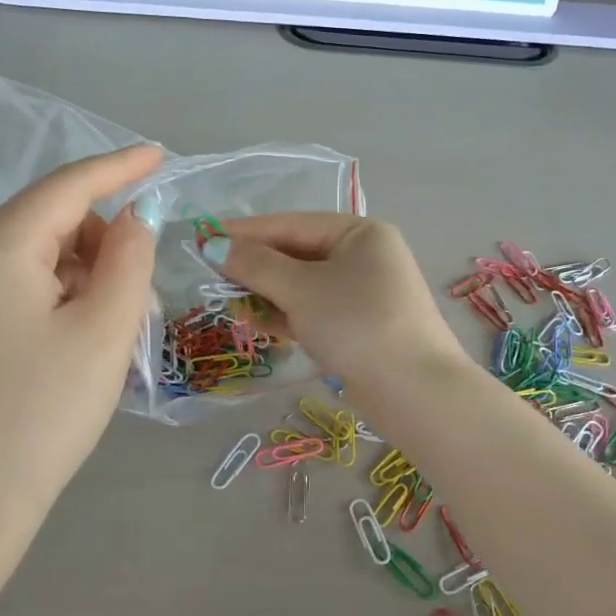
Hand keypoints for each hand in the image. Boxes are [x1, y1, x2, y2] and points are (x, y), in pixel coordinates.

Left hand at [0, 144, 162, 568]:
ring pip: (34, 253)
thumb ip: (129, 258)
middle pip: (49, 219)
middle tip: (136, 293)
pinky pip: (14, 283)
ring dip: (81, 272)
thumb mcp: (104, 329)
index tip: (160, 155)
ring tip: (107, 327)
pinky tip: (72, 338)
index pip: (68, 186)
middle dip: (101, 239)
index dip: (119, 166)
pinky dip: (55, 293)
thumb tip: (134, 216)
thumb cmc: (44, 411)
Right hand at [208, 214, 470, 390]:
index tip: (202, 237)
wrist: (413, 391)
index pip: (292, 224)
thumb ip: (256, 265)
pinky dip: (286, 316)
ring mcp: (364, 295)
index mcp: (360, 233)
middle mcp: (365, 257)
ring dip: (267, 293)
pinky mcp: (359, 328)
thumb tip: (214, 245)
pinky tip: (257, 323)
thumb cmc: (356, 324)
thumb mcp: (301, 289)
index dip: (245, 231)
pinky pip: (314, 311)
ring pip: (304, 286)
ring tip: (229, 303)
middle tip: (210, 275)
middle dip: (255, 266)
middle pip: (297, 254)